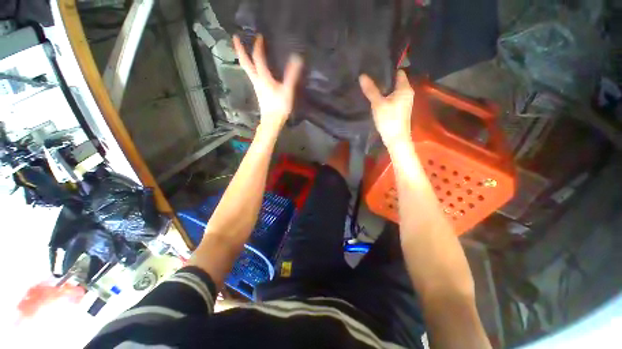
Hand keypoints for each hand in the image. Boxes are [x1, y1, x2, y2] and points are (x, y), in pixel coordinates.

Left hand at [233, 35, 302, 132]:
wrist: (272, 121)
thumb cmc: (279, 106)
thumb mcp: (287, 90)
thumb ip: (292, 75)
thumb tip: (297, 58)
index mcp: (263, 77)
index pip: (258, 58)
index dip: (258, 46)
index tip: (259, 36)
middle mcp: (256, 80)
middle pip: (245, 63)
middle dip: (240, 49)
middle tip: (236, 37)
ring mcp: (256, 86)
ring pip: (247, 69)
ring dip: (244, 58)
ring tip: (243, 49)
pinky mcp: (258, 92)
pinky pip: (252, 75)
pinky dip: (250, 67)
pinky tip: (253, 68)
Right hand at [359, 70, 413, 150]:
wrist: (396, 138)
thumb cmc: (389, 119)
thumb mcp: (378, 104)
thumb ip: (371, 90)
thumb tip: (362, 76)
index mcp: (405, 88)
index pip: (398, 72)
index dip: (388, 70)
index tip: (376, 69)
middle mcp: (407, 93)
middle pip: (396, 82)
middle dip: (384, 80)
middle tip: (371, 78)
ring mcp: (404, 102)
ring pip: (393, 91)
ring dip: (384, 90)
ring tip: (371, 87)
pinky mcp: (400, 110)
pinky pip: (393, 99)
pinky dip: (386, 97)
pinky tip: (377, 100)